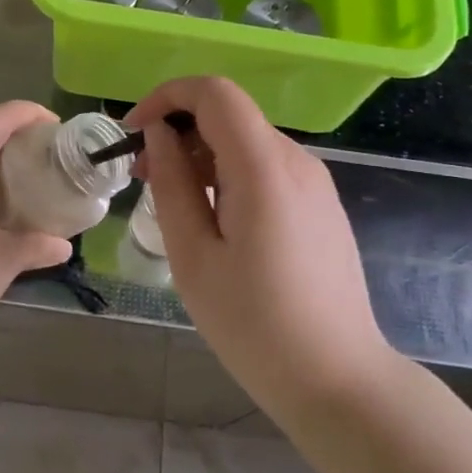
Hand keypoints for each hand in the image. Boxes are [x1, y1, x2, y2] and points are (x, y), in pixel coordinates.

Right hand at [125, 77, 388, 403]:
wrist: (338, 379)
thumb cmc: (253, 324)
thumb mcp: (194, 256)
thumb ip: (172, 185)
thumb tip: (158, 136)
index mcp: (264, 168)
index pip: (214, 93)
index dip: (167, 98)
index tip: (133, 134)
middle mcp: (297, 161)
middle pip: (230, 115)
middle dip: (178, 131)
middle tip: (142, 177)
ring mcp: (316, 183)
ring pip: (247, 141)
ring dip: (201, 155)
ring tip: (172, 203)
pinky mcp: (322, 206)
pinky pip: (267, 169)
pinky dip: (229, 175)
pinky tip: (213, 220)